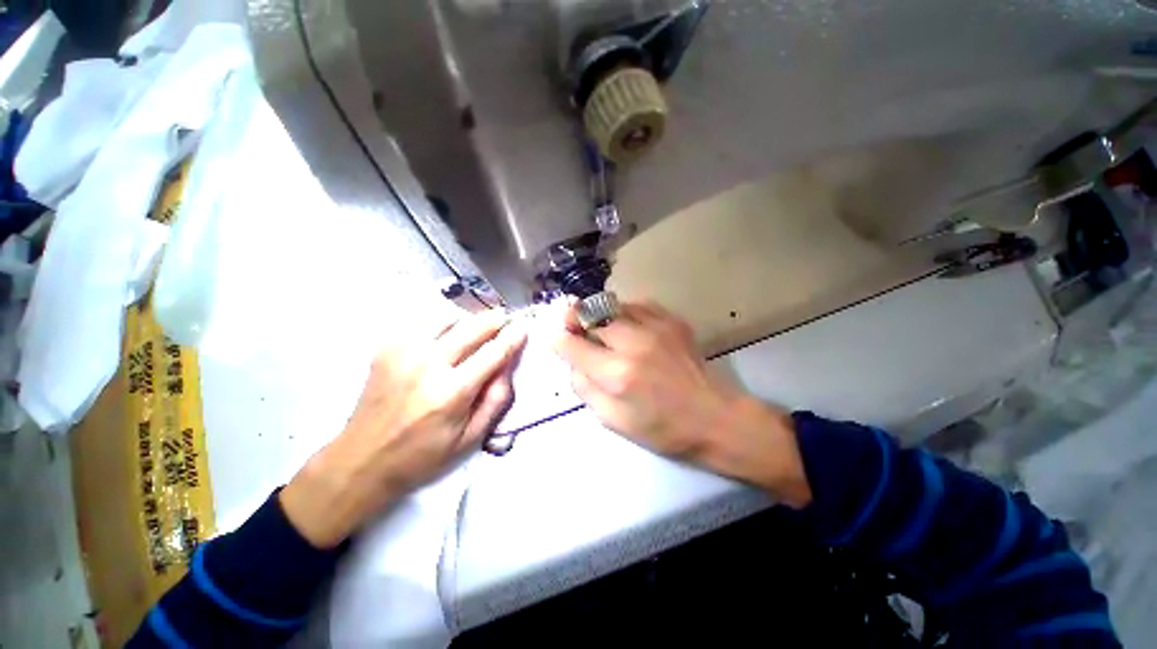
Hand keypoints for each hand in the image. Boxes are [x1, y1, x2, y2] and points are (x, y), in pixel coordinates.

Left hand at [281, 310, 526, 547]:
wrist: (361, 460)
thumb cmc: (422, 455)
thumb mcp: (470, 438)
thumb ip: (496, 399)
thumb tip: (507, 365)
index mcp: (452, 393)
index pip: (493, 353)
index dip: (512, 337)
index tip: (523, 326)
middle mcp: (428, 365)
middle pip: (472, 327)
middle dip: (495, 319)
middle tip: (505, 318)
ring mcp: (403, 352)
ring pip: (447, 316)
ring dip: (467, 320)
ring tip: (474, 330)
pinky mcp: (386, 348)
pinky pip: (422, 321)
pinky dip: (441, 321)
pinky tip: (445, 334)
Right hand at [552, 301, 810, 506]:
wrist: (714, 416)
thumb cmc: (662, 427)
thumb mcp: (612, 420)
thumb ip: (584, 388)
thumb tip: (573, 361)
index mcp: (617, 374)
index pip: (572, 344)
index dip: (556, 338)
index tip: (552, 336)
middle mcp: (634, 343)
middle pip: (590, 313)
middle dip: (573, 317)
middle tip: (571, 325)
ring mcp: (656, 326)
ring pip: (612, 304)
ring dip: (598, 314)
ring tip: (600, 328)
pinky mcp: (672, 320)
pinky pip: (637, 305)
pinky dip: (624, 313)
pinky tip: (628, 327)